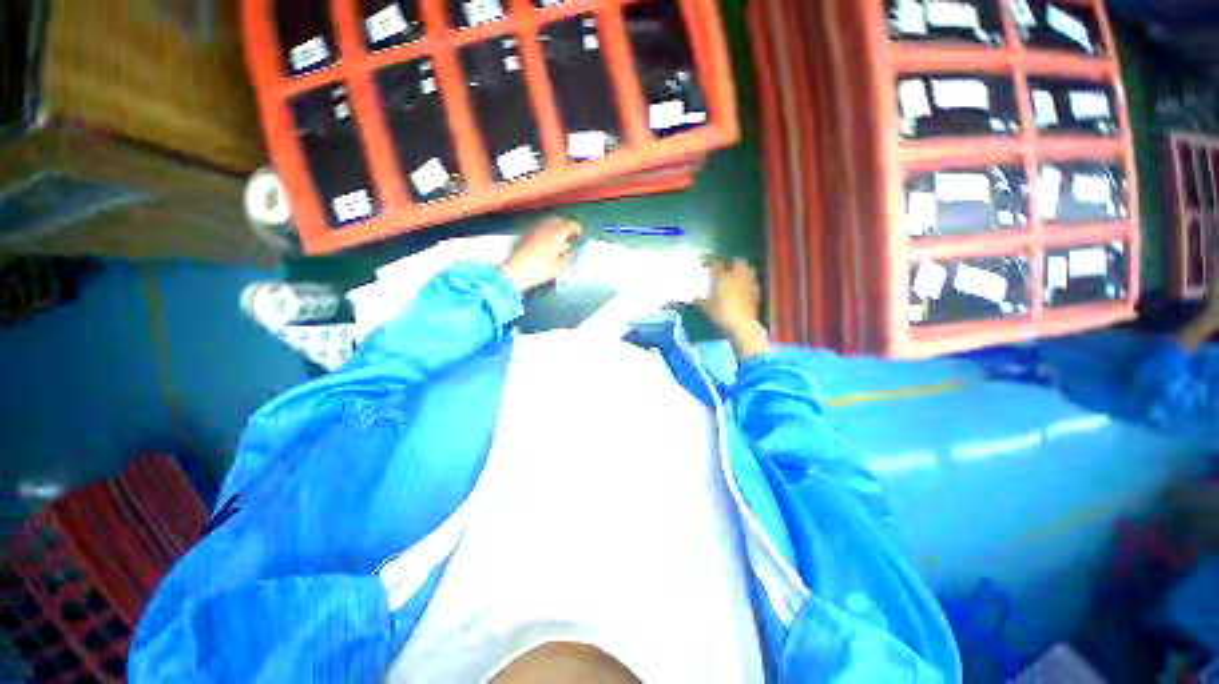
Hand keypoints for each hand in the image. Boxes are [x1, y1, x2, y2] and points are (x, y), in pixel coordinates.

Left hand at [501, 218, 582, 291]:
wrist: (516, 272)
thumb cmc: (540, 270)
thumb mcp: (558, 266)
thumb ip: (566, 255)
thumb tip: (569, 249)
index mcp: (556, 234)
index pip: (571, 225)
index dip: (577, 229)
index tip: (579, 237)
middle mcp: (546, 228)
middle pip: (560, 220)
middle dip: (567, 227)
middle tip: (570, 238)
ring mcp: (536, 229)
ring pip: (550, 222)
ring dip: (557, 228)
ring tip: (560, 241)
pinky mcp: (528, 234)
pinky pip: (542, 227)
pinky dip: (549, 231)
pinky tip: (549, 243)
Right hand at [699, 256, 769, 359]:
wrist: (742, 324)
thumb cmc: (721, 314)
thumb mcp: (706, 308)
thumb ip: (699, 301)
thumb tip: (694, 298)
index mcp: (722, 277)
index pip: (715, 262)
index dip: (710, 259)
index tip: (706, 260)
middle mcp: (736, 276)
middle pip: (737, 261)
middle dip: (732, 261)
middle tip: (726, 266)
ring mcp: (748, 283)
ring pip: (748, 269)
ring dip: (743, 269)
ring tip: (737, 275)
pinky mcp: (756, 291)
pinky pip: (752, 281)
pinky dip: (749, 282)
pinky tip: (745, 288)